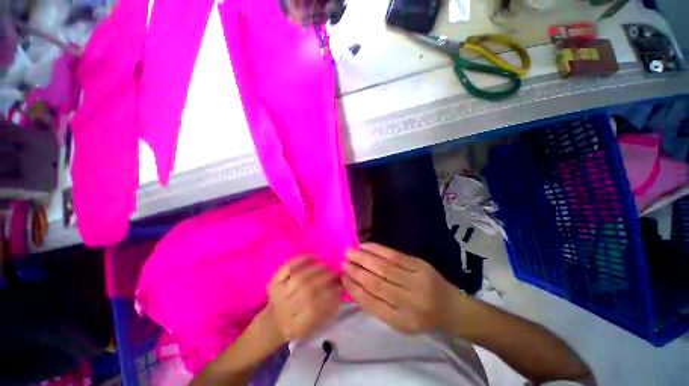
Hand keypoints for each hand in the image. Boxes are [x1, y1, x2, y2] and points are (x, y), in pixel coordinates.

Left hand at [267, 256, 340, 341]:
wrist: (274, 322)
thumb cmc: (299, 324)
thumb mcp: (313, 326)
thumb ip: (327, 312)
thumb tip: (340, 291)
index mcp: (296, 326)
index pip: (315, 310)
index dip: (330, 296)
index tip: (341, 287)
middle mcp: (284, 311)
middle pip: (307, 291)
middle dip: (325, 279)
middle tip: (335, 273)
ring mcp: (277, 295)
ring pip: (299, 278)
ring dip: (316, 269)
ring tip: (326, 266)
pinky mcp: (273, 282)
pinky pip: (287, 268)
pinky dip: (300, 260)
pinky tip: (313, 257)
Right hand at [342, 243, 458, 333]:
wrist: (449, 306)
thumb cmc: (420, 316)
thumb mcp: (399, 321)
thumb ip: (377, 306)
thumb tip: (353, 285)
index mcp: (402, 320)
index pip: (372, 303)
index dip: (354, 289)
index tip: (342, 278)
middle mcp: (410, 302)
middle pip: (377, 283)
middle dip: (357, 271)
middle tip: (343, 262)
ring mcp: (417, 280)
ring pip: (384, 267)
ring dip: (364, 258)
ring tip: (351, 252)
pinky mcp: (420, 264)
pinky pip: (395, 255)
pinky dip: (378, 249)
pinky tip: (366, 246)